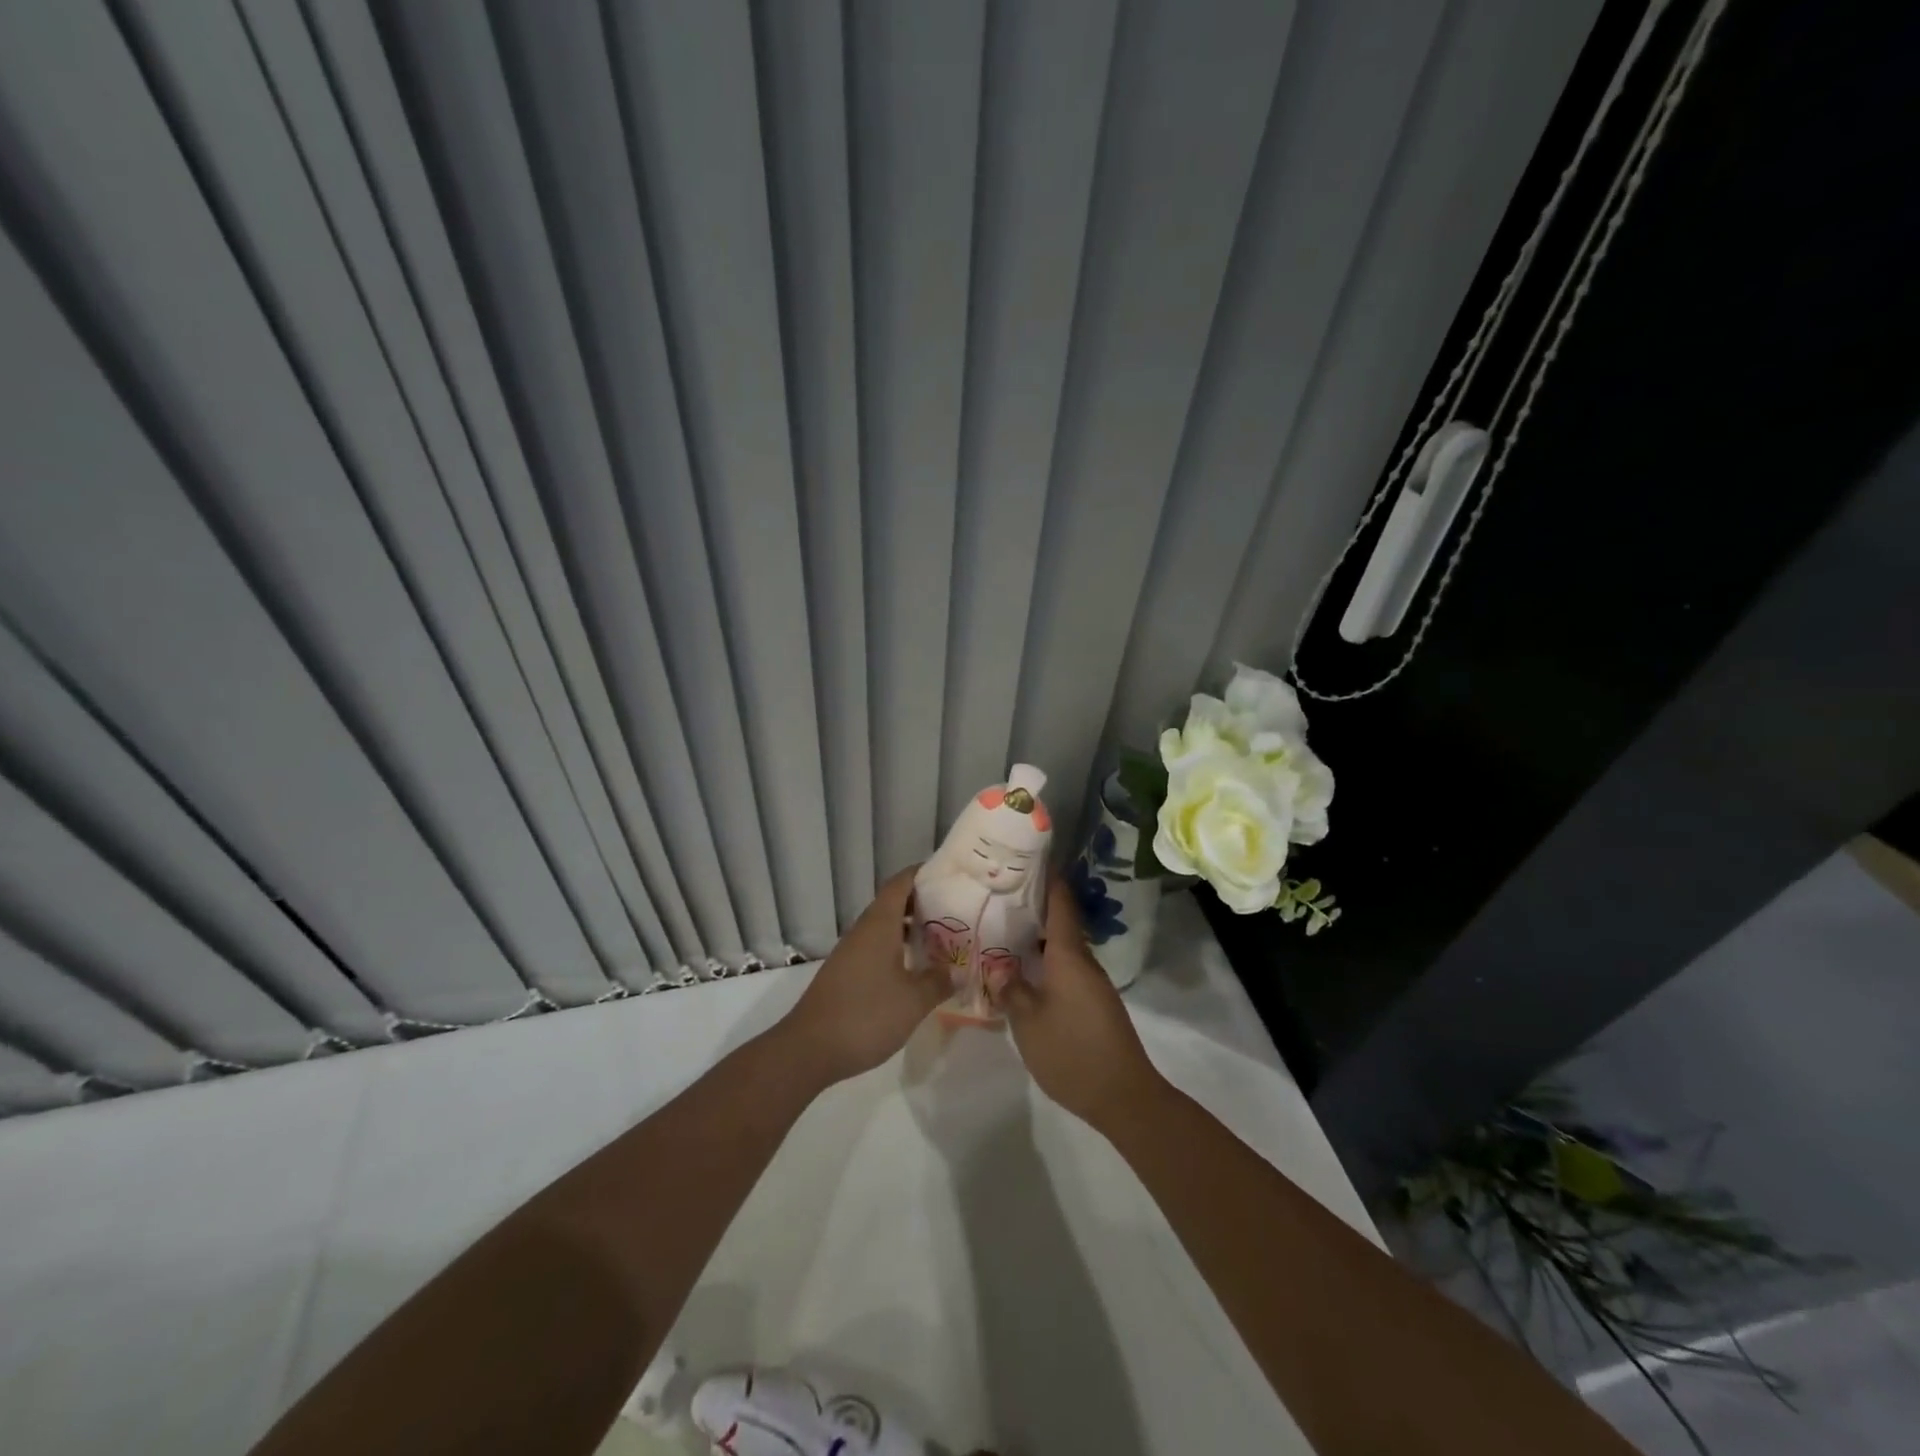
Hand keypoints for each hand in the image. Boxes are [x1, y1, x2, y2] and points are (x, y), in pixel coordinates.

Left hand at [776, 867, 948, 1085]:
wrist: (809, 1049)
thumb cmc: (866, 1015)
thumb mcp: (913, 1001)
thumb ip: (938, 981)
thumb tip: (957, 970)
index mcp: (879, 924)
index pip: (901, 883)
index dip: (923, 873)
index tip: (949, 874)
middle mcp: (863, 931)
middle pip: (893, 903)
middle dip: (923, 903)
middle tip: (956, 910)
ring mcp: (851, 953)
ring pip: (884, 928)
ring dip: (910, 929)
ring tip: (941, 939)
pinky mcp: (845, 974)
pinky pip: (876, 949)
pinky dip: (897, 949)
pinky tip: (914, 969)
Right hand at [989, 878, 1164, 1132]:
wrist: (1123, 1096)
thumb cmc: (1071, 1052)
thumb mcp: (1028, 1022)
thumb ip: (1011, 989)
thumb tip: (999, 968)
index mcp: (1070, 956)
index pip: (1060, 904)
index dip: (1048, 878)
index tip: (1029, 857)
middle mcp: (1084, 962)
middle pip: (1060, 922)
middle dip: (1034, 906)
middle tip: (1001, 895)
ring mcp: (1092, 983)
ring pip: (1062, 948)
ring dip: (1038, 936)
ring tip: (1004, 929)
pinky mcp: (1094, 1004)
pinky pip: (1066, 968)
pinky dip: (1045, 961)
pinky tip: (1024, 970)